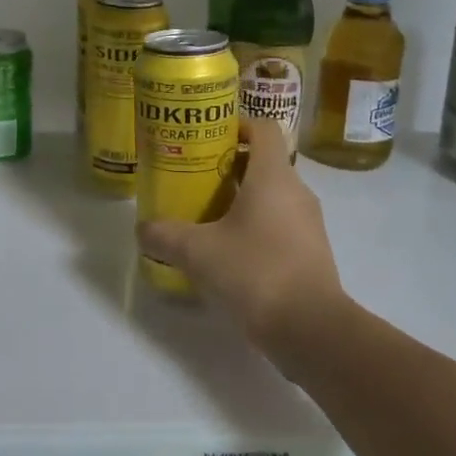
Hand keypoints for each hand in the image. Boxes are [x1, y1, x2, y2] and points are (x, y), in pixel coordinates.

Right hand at [137, 118, 343, 347]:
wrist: (312, 331)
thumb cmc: (256, 273)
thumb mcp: (198, 252)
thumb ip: (165, 236)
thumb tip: (142, 228)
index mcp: (273, 176)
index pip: (263, 127)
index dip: (236, 125)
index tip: (207, 139)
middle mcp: (296, 192)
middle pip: (263, 162)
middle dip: (228, 167)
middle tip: (194, 180)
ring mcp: (308, 224)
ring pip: (271, 196)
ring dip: (240, 200)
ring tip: (205, 217)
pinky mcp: (311, 253)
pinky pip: (279, 225)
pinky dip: (254, 228)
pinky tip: (227, 253)